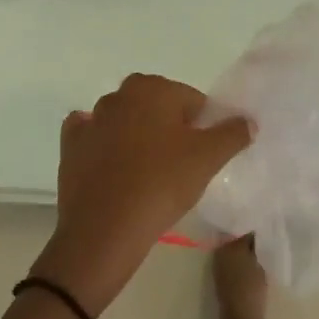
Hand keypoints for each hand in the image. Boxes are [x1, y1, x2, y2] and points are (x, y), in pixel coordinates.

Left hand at [33, 74, 251, 316]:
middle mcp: (119, 95)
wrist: (104, 229)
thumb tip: (247, 120)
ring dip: (137, 137)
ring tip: (149, 173)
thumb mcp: (208, 159)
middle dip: (169, 128)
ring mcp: (90, 120)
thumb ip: (232, 133)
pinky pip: (93, 138)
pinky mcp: (70, 146)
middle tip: (180, 165)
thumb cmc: (161, 184)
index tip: (204, 155)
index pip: (191, 100)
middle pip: (156, 107)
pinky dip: (104, 147)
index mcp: (152, 88)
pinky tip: (114, 168)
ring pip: (125, 121)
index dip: (203, 126)